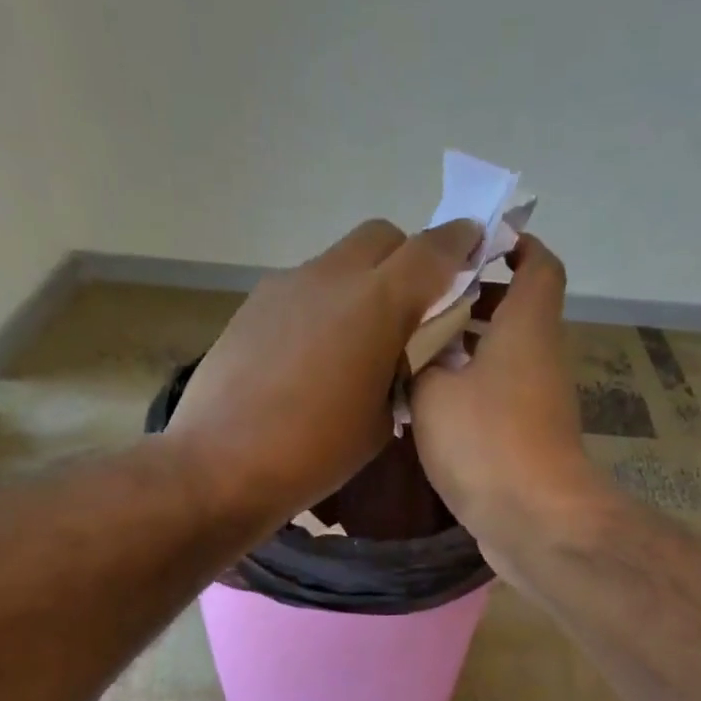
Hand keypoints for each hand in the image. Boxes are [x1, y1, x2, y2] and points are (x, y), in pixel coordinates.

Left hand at [165, 217, 482, 532]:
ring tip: (359, 342)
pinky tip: (315, 357)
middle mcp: (332, 276)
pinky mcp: (255, 305)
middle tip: (414, 307)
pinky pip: (305, 288)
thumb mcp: (382, 420)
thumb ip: (406, 370)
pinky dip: (325, 305)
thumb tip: (406, 352)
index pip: (432, 249)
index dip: (461, 242)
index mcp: (377, 304)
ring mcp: (287, 285)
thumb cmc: (316, 452)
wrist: (223, 463)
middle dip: (407, 258)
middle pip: (382, 237)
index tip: (476, 245)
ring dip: (363, 284)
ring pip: (340, 261)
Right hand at [409, 235, 608, 560]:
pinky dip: (470, 393)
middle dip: (475, 301)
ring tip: (414, 355)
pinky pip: (499, 399)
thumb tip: (415, 348)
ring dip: (466, 351)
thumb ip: (419, 358)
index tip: (473, 244)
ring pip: (505, 359)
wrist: (535, 520)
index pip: (538, 264)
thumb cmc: (486, 442)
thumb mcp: (434, 390)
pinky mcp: (530, 440)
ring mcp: (540, 403)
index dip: (514, 245)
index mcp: (527, 327)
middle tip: (424, 305)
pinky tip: (428, 408)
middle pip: (517, 312)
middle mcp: (542, 358)